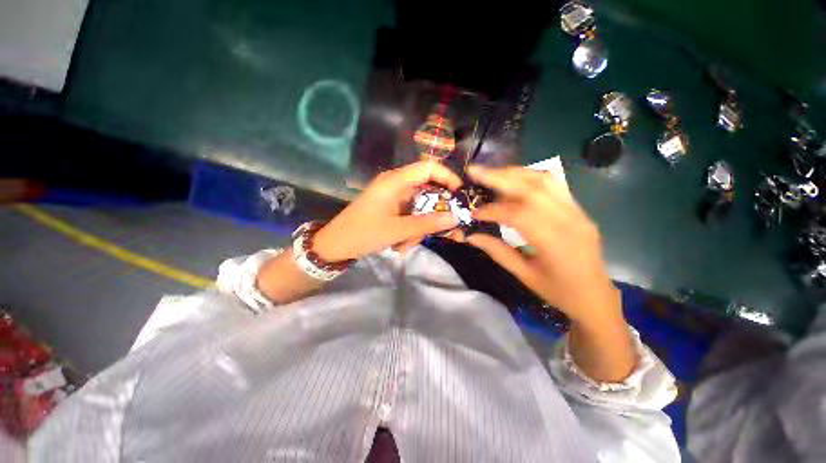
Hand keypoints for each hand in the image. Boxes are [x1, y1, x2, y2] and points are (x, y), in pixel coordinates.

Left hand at [313, 160, 461, 261]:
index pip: (428, 167)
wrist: (335, 245)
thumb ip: (428, 223)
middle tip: (437, 233)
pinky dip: (409, 230)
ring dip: (418, 228)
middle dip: (431, 215)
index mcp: (395, 181)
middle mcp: (395, 184)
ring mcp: (392, 196)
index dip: (447, 177)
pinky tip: (400, 246)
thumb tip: (455, 217)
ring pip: (418, 208)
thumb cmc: (364, 233)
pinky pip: (408, 215)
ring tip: (405, 246)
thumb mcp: (399, 230)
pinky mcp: (389, 207)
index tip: (459, 194)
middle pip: (426, 192)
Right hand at [465, 165, 620, 324]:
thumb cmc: (559, 292)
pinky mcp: (578, 209)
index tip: (473, 212)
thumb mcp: (524, 275)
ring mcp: (577, 211)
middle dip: (499, 177)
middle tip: (475, 171)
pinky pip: (554, 185)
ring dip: (514, 173)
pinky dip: (530, 178)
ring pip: (543, 180)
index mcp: (554, 242)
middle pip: (531, 188)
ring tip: (491, 172)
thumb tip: (471, 236)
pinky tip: (514, 179)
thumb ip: (497, 252)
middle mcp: (568, 220)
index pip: (517, 214)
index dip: (492, 211)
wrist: (597, 297)